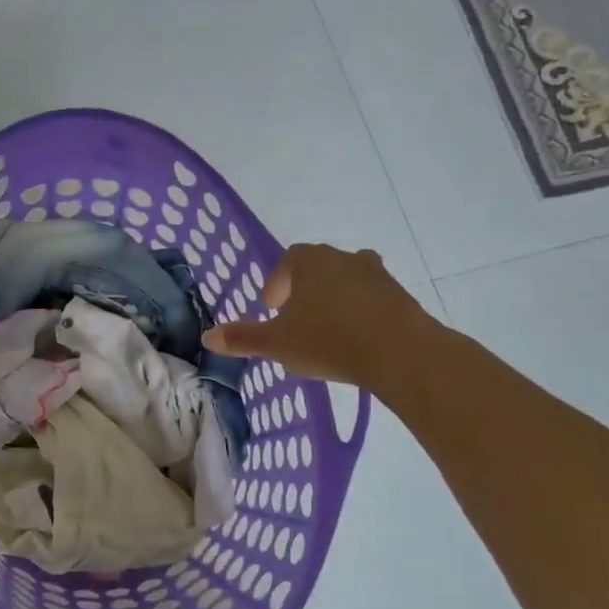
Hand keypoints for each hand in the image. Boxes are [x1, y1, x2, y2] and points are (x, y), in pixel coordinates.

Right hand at [202, 243, 434, 390]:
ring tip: (326, 331)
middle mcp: (342, 257)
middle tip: (295, 320)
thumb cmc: (329, 340)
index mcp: (309, 260)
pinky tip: (356, 340)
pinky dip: (359, 313)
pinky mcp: (399, 295)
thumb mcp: (277, 343)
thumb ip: (243, 338)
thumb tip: (207, 337)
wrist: (400, 352)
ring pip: (345, 282)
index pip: (287, 261)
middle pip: (317, 268)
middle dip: (304, 291)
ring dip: (333, 300)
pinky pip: (371, 299)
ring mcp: (375, 274)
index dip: (276, 284)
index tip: (272, 309)